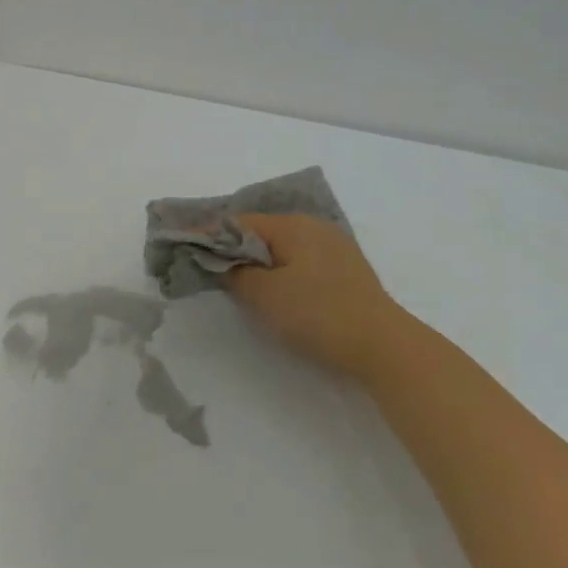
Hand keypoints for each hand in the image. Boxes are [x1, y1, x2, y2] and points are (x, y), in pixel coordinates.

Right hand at [226, 214, 404, 382]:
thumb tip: (222, 261)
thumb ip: (235, 273)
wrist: (382, 345)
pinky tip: (277, 291)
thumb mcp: (264, 296)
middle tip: (209, 269)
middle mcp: (314, 226)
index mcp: (293, 225)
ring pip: (284, 247)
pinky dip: (281, 271)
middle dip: (234, 248)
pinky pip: (302, 261)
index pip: (239, 222)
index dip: (210, 235)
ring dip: (259, 261)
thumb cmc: (317, 314)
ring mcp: (335, 247)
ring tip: (238, 282)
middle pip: (262, 232)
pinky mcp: (346, 270)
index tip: (185, 249)